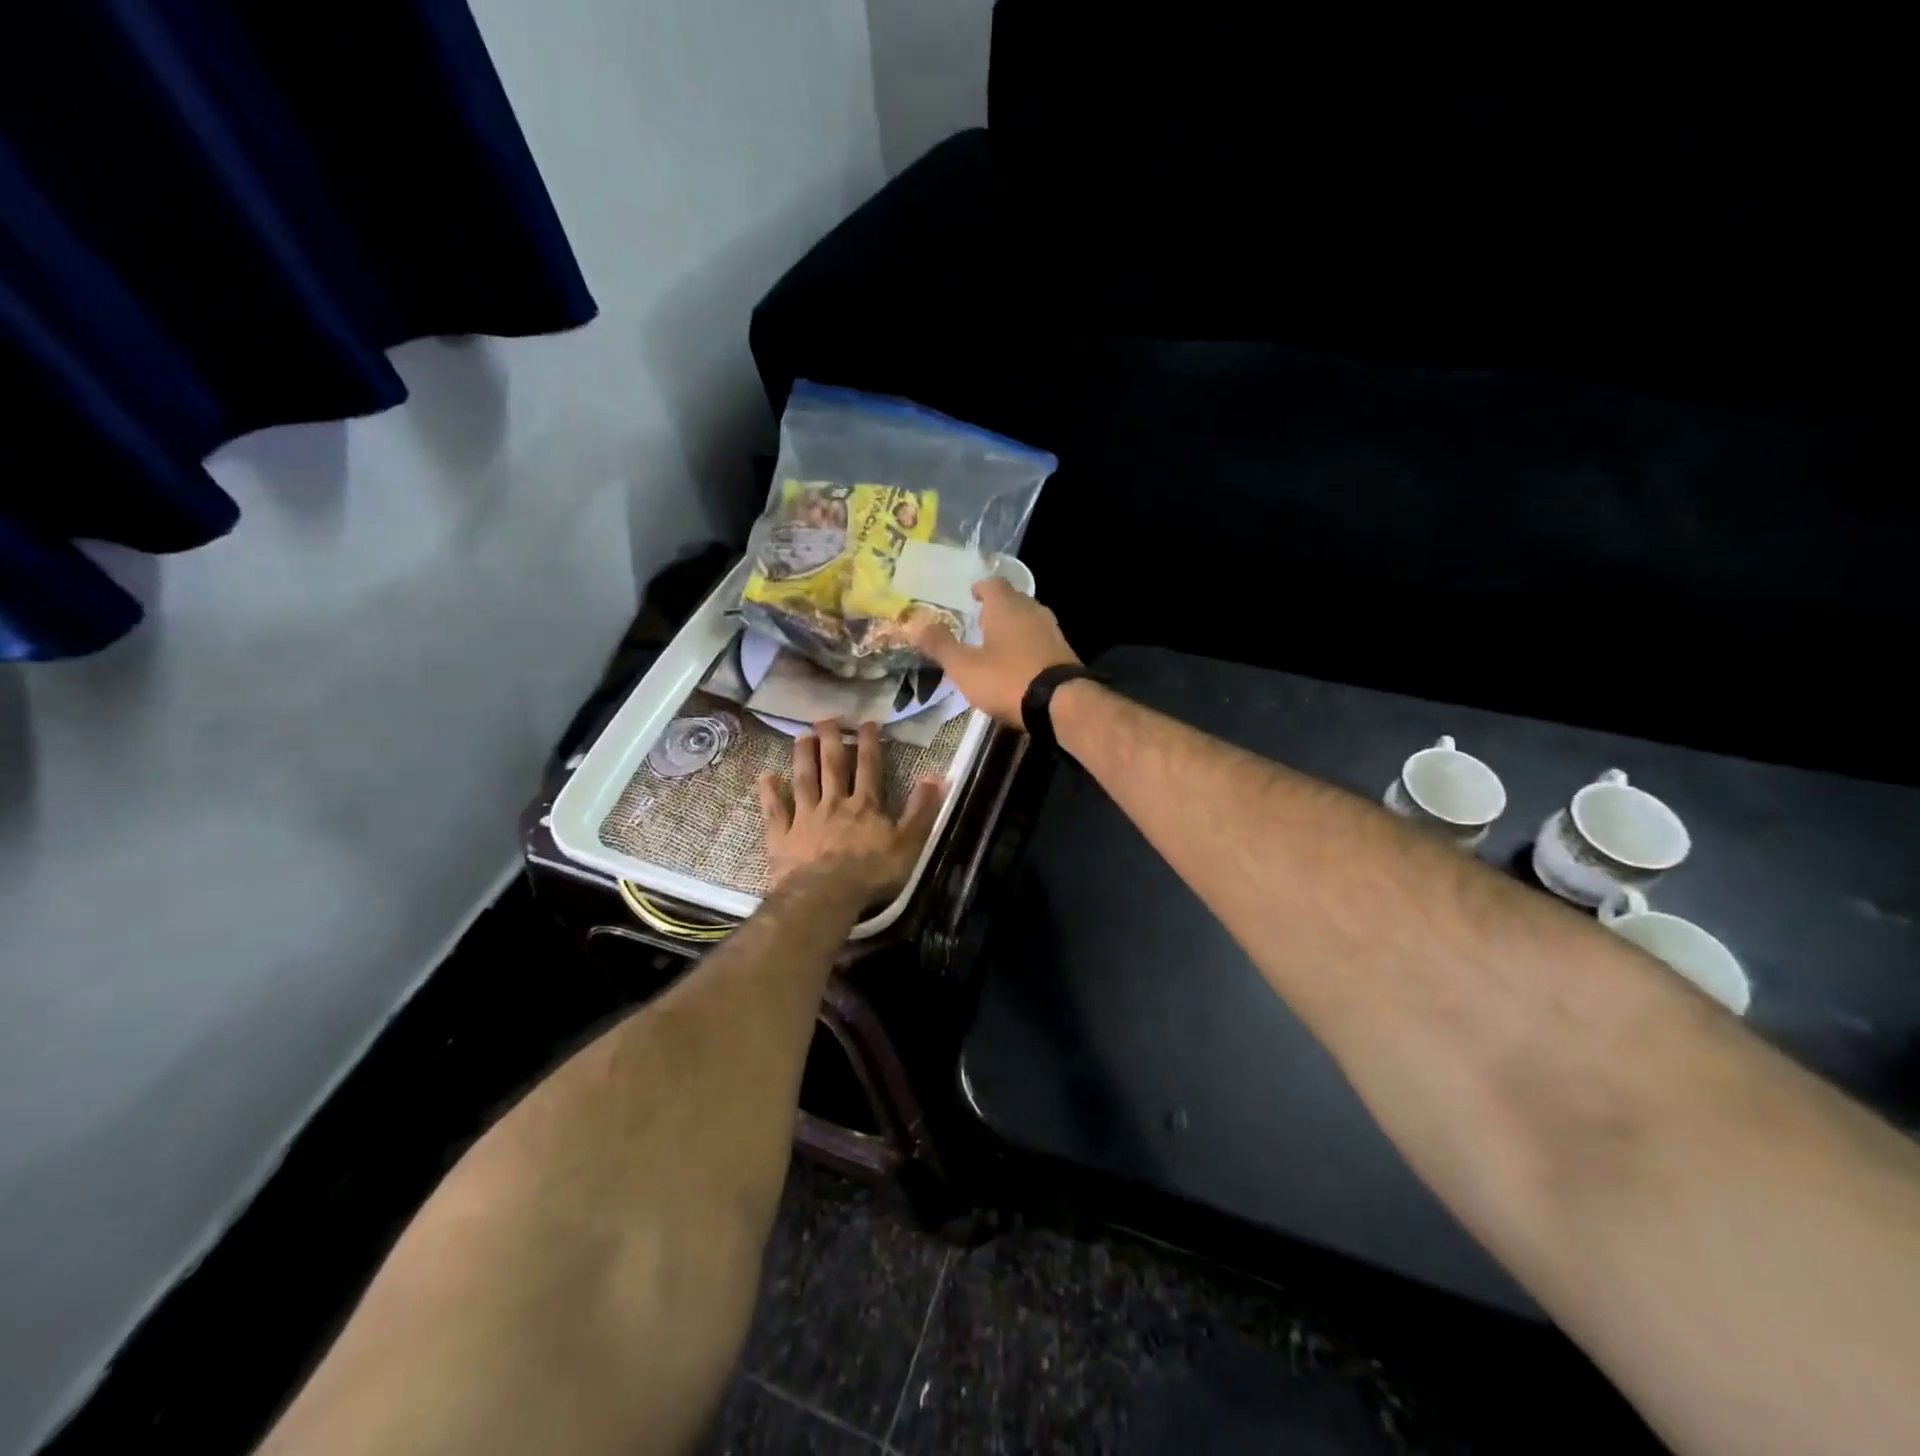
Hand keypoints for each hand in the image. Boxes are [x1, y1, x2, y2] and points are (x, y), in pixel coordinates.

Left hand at [757, 720, 943, 899]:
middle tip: (826, 718)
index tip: (867, 722)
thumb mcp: (909, 844)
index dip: (869, 744)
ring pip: (804, 780)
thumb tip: (936, 776)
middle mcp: (834, 803)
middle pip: (832, 766)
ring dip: (802, 757)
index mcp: (865, 806)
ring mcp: (805, 818)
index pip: (869, 768)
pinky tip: (766, 776)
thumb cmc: (871, 873)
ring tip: (801, 735)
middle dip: (831, 740)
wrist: (825, 895)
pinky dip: (769, 793)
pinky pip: (775, 810)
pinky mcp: (782, 836)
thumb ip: (921, 810)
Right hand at [908, 577, 1079, 728]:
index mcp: (1006, 607)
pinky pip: (1039, 639)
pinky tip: (1018, 662)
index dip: (980, 588)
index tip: (971, 596)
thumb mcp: (965, 667)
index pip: (993, 584)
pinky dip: (1026, 644)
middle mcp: (1032, 610)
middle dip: (996, 607)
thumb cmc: (1008, 679)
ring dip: (1013, 626)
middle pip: (1012, 600)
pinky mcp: (1063, 652)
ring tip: (996, 642)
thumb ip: (940, 645)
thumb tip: (914, 624)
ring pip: (1028, 619)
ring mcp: (1051, 631)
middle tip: (979, 620)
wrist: (1061, 704)